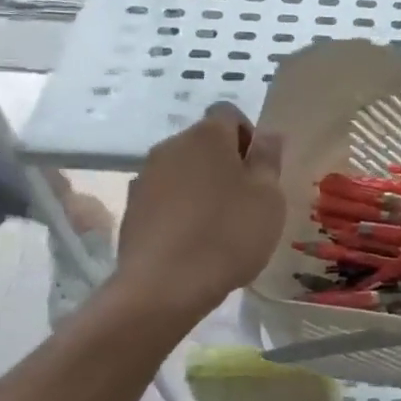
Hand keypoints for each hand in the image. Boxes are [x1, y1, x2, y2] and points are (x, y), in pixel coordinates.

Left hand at [116, 104, 286, 316]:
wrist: (164, 286)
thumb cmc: (228, 234)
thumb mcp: (268, 197)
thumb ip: (268, 159)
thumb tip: (268, 134)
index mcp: (207, 136)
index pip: (229, 114)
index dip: (248, 137)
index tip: (260, 171)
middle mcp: (171, 146)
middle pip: (204, 142)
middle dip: (225, 163)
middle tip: (246, 201)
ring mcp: (145, 177)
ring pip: (182, 171)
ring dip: (201, 186)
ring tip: (218, 225)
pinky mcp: (132, 208)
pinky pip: (164, 198)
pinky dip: (180, 209)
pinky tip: (192, 241)